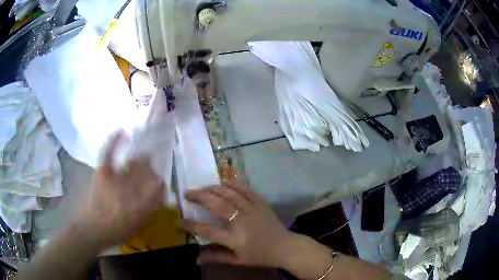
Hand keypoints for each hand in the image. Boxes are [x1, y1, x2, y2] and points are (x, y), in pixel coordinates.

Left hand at [76, 133, 164, 248]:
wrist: (94, 229)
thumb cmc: (118, 230)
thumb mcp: (140, 223)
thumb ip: (151, 207)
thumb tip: (159, 191)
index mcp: (142, 202)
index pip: (159, 184)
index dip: (160, 183)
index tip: (159, 184)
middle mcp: (131, 187)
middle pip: (146, 170)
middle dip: (149, 171)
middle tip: (148, 173)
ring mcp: (115, 177)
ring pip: (134, 162)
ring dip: (139, 161)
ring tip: (141, 160)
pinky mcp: (102, 172)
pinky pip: (109, 153)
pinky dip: (115, 141)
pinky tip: (122, 131)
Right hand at [183, 179, 298, 267]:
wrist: (285, 247)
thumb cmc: (261, 256)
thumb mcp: (238, 260)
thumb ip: (216, 257)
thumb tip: (196, 259)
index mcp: (234, 238)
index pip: (207, 230)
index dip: (191, 224)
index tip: (180, 220)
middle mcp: (241, 221)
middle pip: (216, 205)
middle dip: (199, 197)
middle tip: (187, 193)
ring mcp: (252, 209)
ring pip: (229, 194)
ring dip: (213, 188)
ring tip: (202, 187)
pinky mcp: (260, 203)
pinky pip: (245, 190)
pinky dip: (233, 184)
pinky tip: (224, 181)